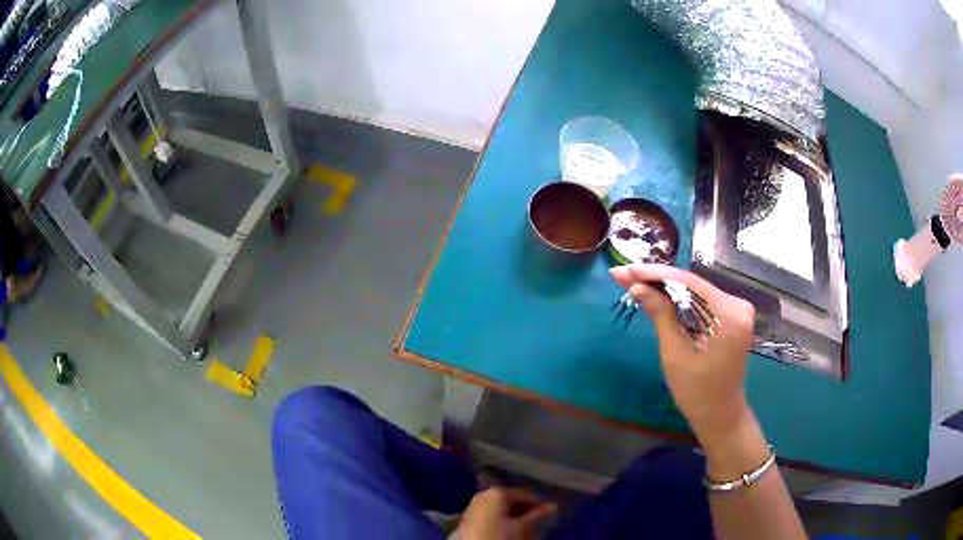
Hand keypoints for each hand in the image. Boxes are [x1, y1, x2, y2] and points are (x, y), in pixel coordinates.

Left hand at [454, 487, 556, 539]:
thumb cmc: (499, 536)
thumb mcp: (522, 527)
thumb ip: (537, 515)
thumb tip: (553, 506)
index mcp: (497, 492)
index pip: (525, 494)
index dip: (538, 503)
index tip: (549, 513)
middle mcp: (483, 494)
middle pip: (511, 499)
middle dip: (525, 509)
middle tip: (537, 519)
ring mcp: (473, 505)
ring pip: (500, 507)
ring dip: (513, 514)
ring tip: (524, 526)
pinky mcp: (468, 517)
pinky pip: (490, 513)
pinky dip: (501, 518)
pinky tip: (507, 528)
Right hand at [610, 264, 756, 448]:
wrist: (720, 414)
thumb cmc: (696, 391)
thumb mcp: (674, 353)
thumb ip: (660, 314)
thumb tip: (637, 285)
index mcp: (729, 314)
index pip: (688, 283)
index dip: (655, 274)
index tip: (624, 270)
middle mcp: (737, 304)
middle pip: (692, 284)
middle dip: (657, 279)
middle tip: (623, 274)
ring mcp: (737, 309)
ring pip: (695, 291)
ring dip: (666, 287)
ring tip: (634, 280)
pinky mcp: (732, 316)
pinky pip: (701, 301)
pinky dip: (679, 299)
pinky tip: (657, 294)